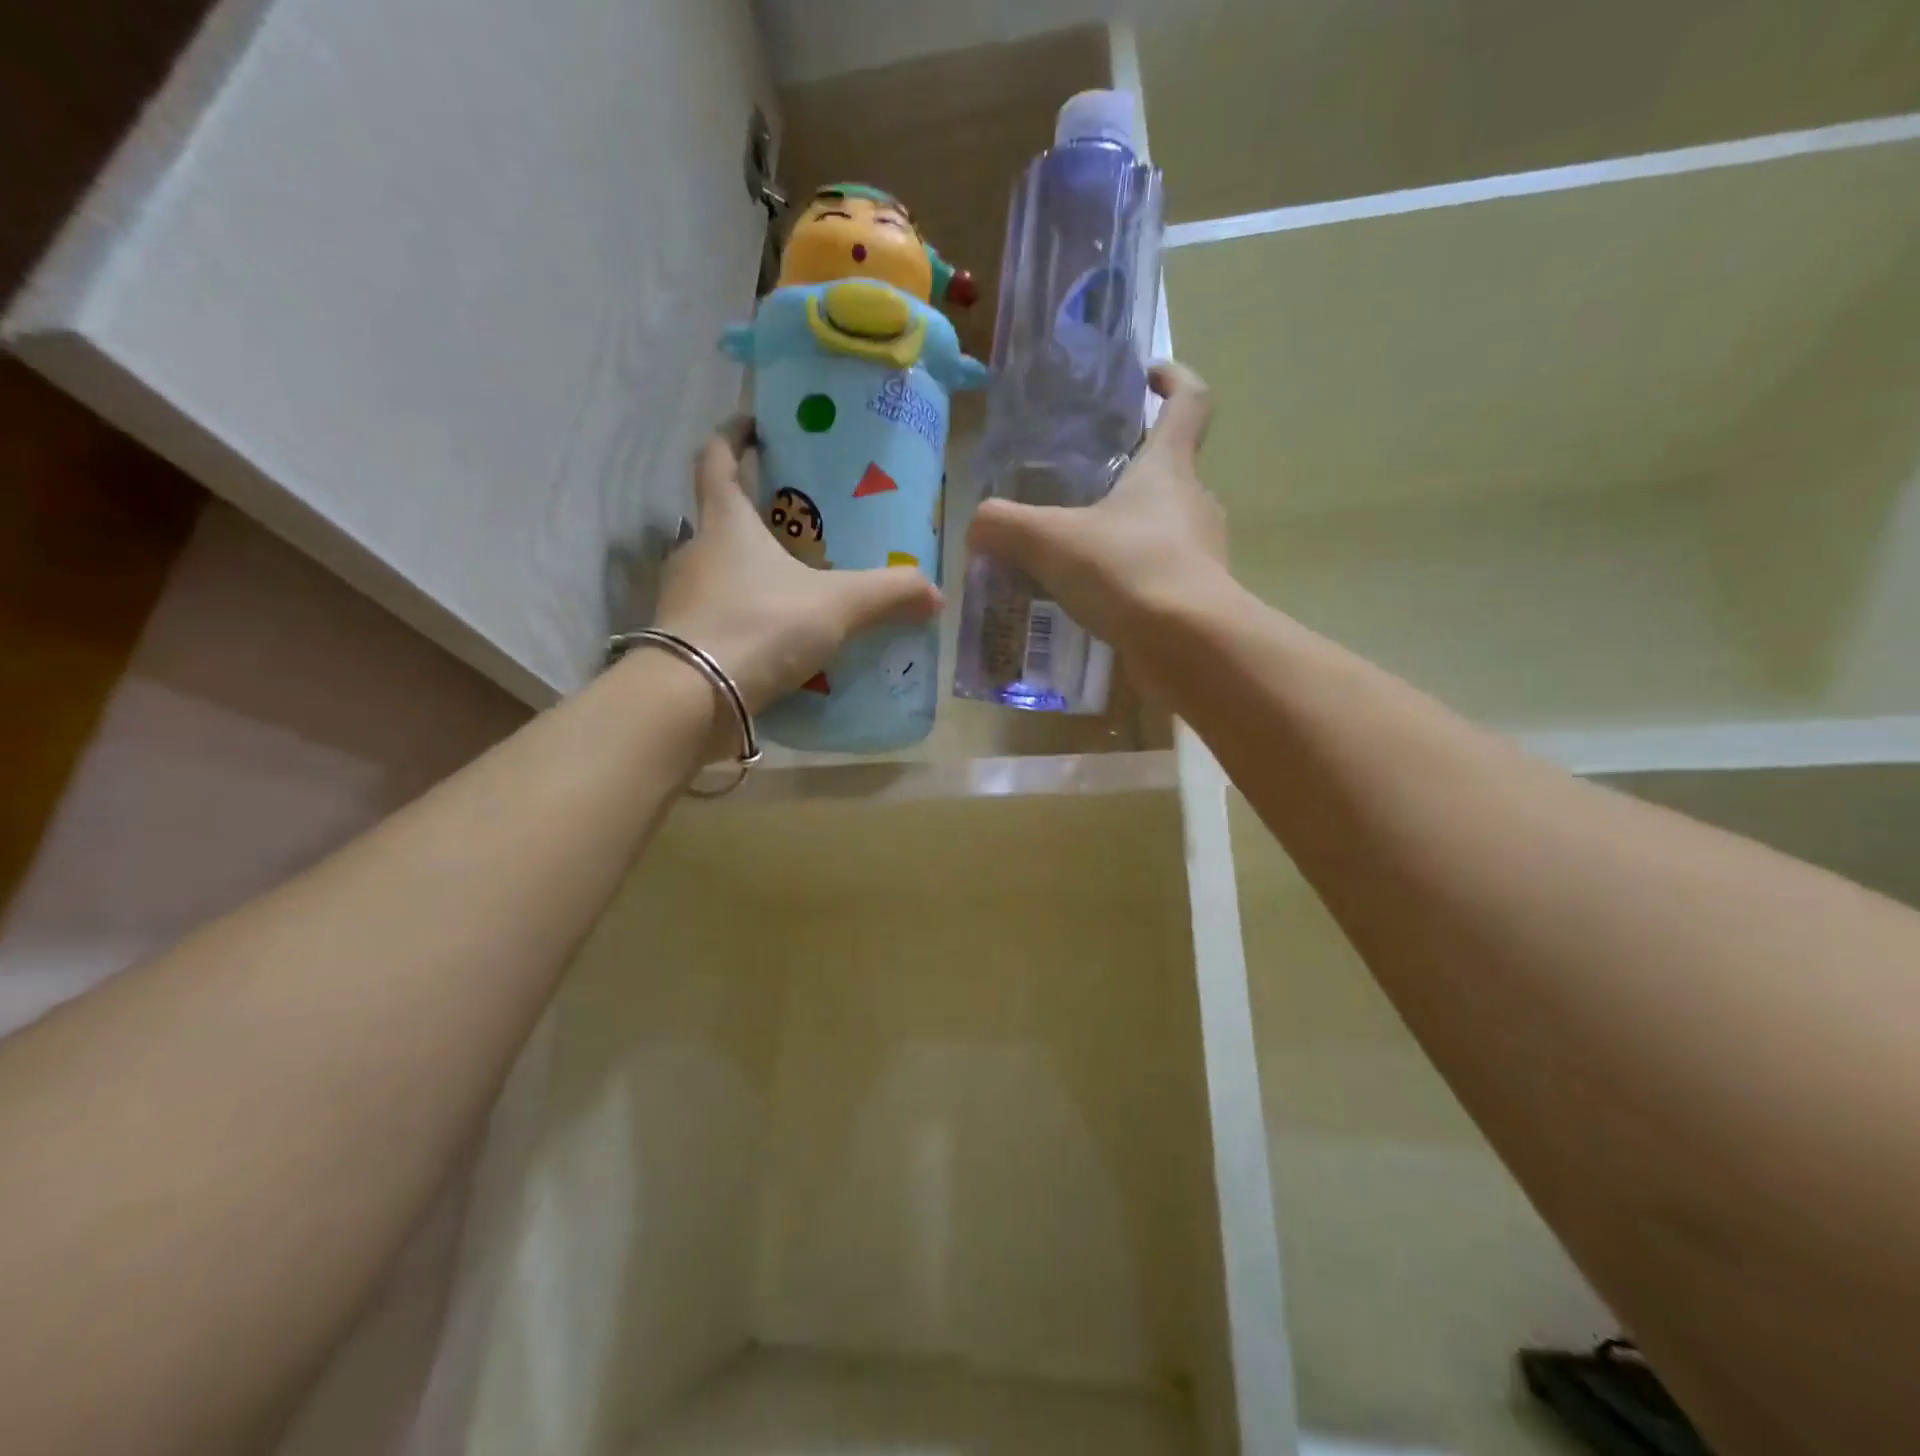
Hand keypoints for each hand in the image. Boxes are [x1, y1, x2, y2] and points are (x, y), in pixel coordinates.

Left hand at [653, 426, 941, 714]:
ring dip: (752, 573)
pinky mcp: (682, 640)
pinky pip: (719, 616)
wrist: (693, 697)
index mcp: (725, 523)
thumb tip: (935, 593)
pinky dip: (746, 618)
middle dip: (758, 516)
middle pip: (721, 519)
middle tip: (802, 524)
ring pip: (720, 571)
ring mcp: (682, 598)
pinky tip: (777, 639)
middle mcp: (695, 551)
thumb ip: (888, 594)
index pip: (715, 460)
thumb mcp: (836, 605)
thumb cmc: (760, 625)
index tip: (754, 427)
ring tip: (797, 588)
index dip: (731, 437)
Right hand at [967, 361, 1227, 657]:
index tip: (1148, 376)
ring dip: (1126, 534)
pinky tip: (1092, 605)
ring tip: (1076, 557)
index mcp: (1169, 468)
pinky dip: (1129, 583)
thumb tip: (977, 527)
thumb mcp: (1049, 541)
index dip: (1173, 379)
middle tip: (1081, 490)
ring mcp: (1202, 554)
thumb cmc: (1127, 570)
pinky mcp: (1198, 600)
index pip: (1189, 402)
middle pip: (1169, 472)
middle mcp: (1194, 503)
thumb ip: (1004, 526)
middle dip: (1130, 474)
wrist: (1189, 647)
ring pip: (1163, 530)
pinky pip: (1159, 578)